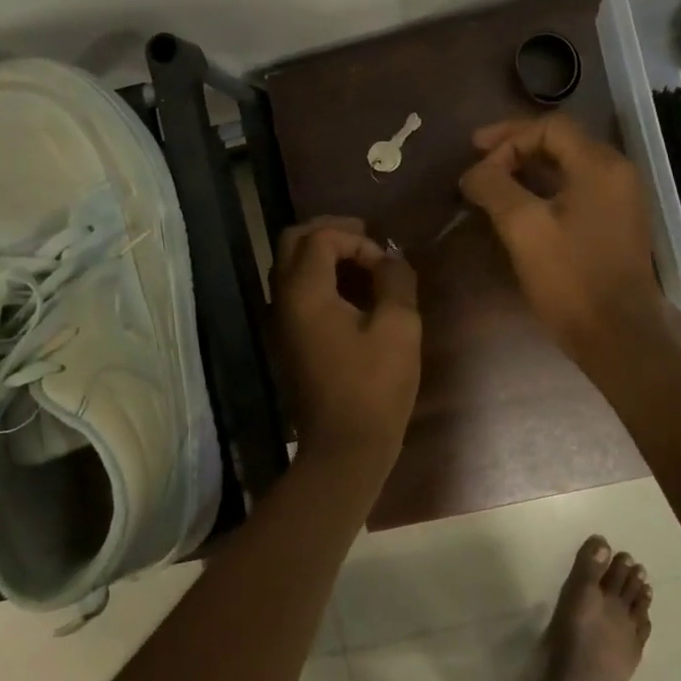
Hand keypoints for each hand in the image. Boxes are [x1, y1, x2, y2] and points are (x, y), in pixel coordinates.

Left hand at [272, 217, 420, 470]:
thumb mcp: (399, 328)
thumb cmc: (374, 387)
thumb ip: (395, 281)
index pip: (321, 238)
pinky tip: (351, 290)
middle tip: (366, 238)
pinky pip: (296, 290)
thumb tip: (390, 259)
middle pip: (293, 242)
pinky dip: (319, 276)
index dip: (357, 241)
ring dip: (324, 254)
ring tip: (363, 262)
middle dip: (330, 232)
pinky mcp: (288, 338)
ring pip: (291, 265)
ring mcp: (281, 320)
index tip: (385, 264)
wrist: (344, 448)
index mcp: (304, 292)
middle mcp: (283, 299)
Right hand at [458, 115, 666, 364]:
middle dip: (515, 148)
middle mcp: (616, 173)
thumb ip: (494, 187)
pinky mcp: (614, 224)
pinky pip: (575, 190)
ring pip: (566, 166)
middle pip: (560, 142)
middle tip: (478, 161)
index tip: (475, 159)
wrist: (617, 336)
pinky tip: (517, 206)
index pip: (550, 127)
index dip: (508, 137)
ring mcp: (619, 199)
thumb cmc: (571, 279)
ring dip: (526, 169)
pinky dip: (543, 189)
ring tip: (491, 183)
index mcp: (600, 166)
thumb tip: (474, 172)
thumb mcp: (523, 228)